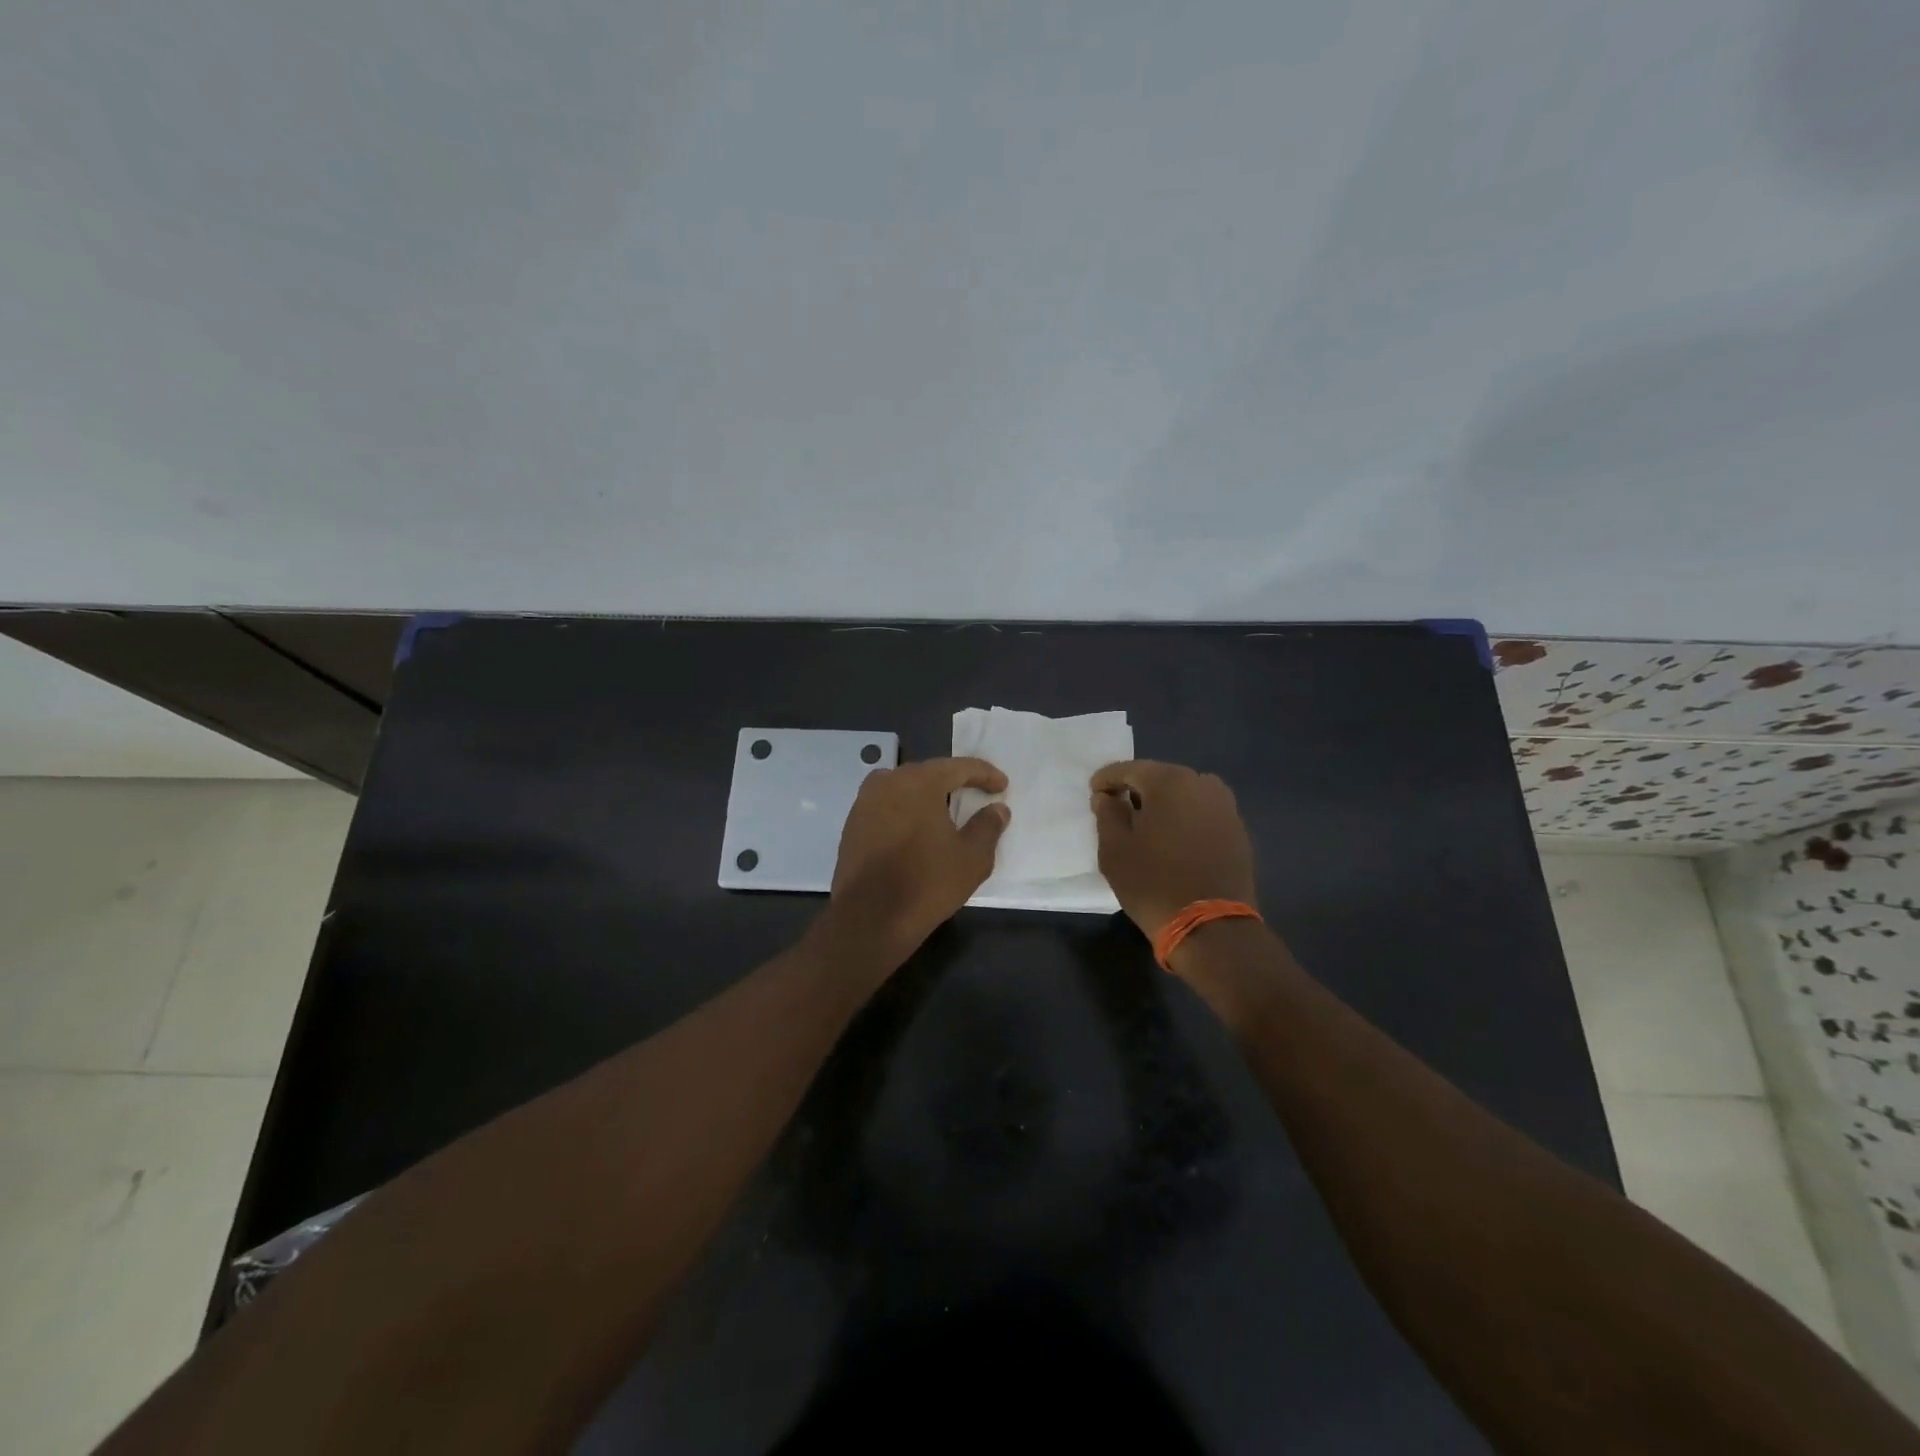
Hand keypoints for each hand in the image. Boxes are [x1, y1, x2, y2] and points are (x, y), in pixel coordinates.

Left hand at [824, 757, 1009, 966]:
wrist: (870, 918)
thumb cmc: (927, 882)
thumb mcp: (972, 857)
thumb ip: (988, 826)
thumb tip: (997, 809)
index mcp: (919, 781)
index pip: (958, 767)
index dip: (984, 774)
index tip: (1002, 785)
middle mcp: (887, 782)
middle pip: (928, 774)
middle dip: (954, 782)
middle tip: (976, 793)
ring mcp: (864, 803)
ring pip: (904, 789)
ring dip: (927, 797)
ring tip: (947, 812)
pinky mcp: (852, 825)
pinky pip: (887, 807)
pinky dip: (906, 812)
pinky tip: (918, 830)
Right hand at [1091, 761, 1256, 940]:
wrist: (1211, 927)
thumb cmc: (1153, 882)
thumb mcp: (1114, 849)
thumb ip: (1107, 814)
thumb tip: (1107, 797)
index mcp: (1169, 782)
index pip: (1129, 769)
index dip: (1107, 779)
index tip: (1094, 792)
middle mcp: (1202, 784)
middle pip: (1160, 777)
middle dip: (1136, 789)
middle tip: (1117, 808)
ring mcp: (1225, 807)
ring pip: (1185, 794)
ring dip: (1164, 803)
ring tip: (1147, 825)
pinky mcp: (1238, 831)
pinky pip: (1202, 813)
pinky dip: (1184, 818)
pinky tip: (1173, 840)